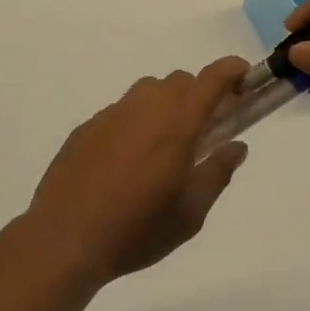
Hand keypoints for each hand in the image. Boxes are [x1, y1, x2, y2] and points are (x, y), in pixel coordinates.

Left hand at [25, 57, 251, 283]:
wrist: (64, 239)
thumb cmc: (137, 230)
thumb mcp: (190, 214)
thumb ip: (217, 173)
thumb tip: (237, 146)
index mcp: (177, 124)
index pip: (211, 79)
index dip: (232, 70)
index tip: (245, 76)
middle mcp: (145, 108)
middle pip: (179, 81)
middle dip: (198, 95)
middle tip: (203, 129)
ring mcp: (111, 115)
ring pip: (147, 91)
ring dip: (165, 105)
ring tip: (163, 145)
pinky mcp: (86, 128)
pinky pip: (120, 112)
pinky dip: (134, 123)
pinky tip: (126, 161)